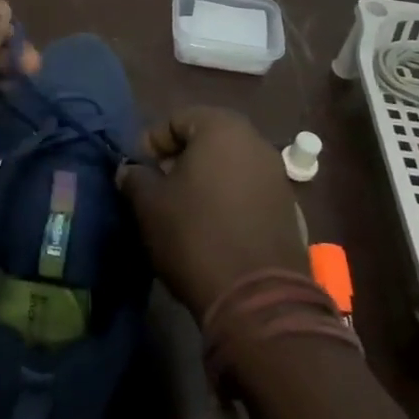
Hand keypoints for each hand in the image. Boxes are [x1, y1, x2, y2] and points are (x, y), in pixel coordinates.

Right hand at [117, 107, 307, 322]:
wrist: (258, 298)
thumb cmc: (195, 235)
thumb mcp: (149, 204)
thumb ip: (135, 178)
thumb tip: (131, 171)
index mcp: (222, 128)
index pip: (176, 119)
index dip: (151, 142)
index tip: (137, 170)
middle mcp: (255, 142)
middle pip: (206, 139)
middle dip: (179, 159)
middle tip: (157, 187)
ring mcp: (277, 176)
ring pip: (229, 166)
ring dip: (204, 180)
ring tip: (182, 210)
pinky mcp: (288, 209)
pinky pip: (247, 191)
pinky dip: (227, 200)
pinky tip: (211, 227)